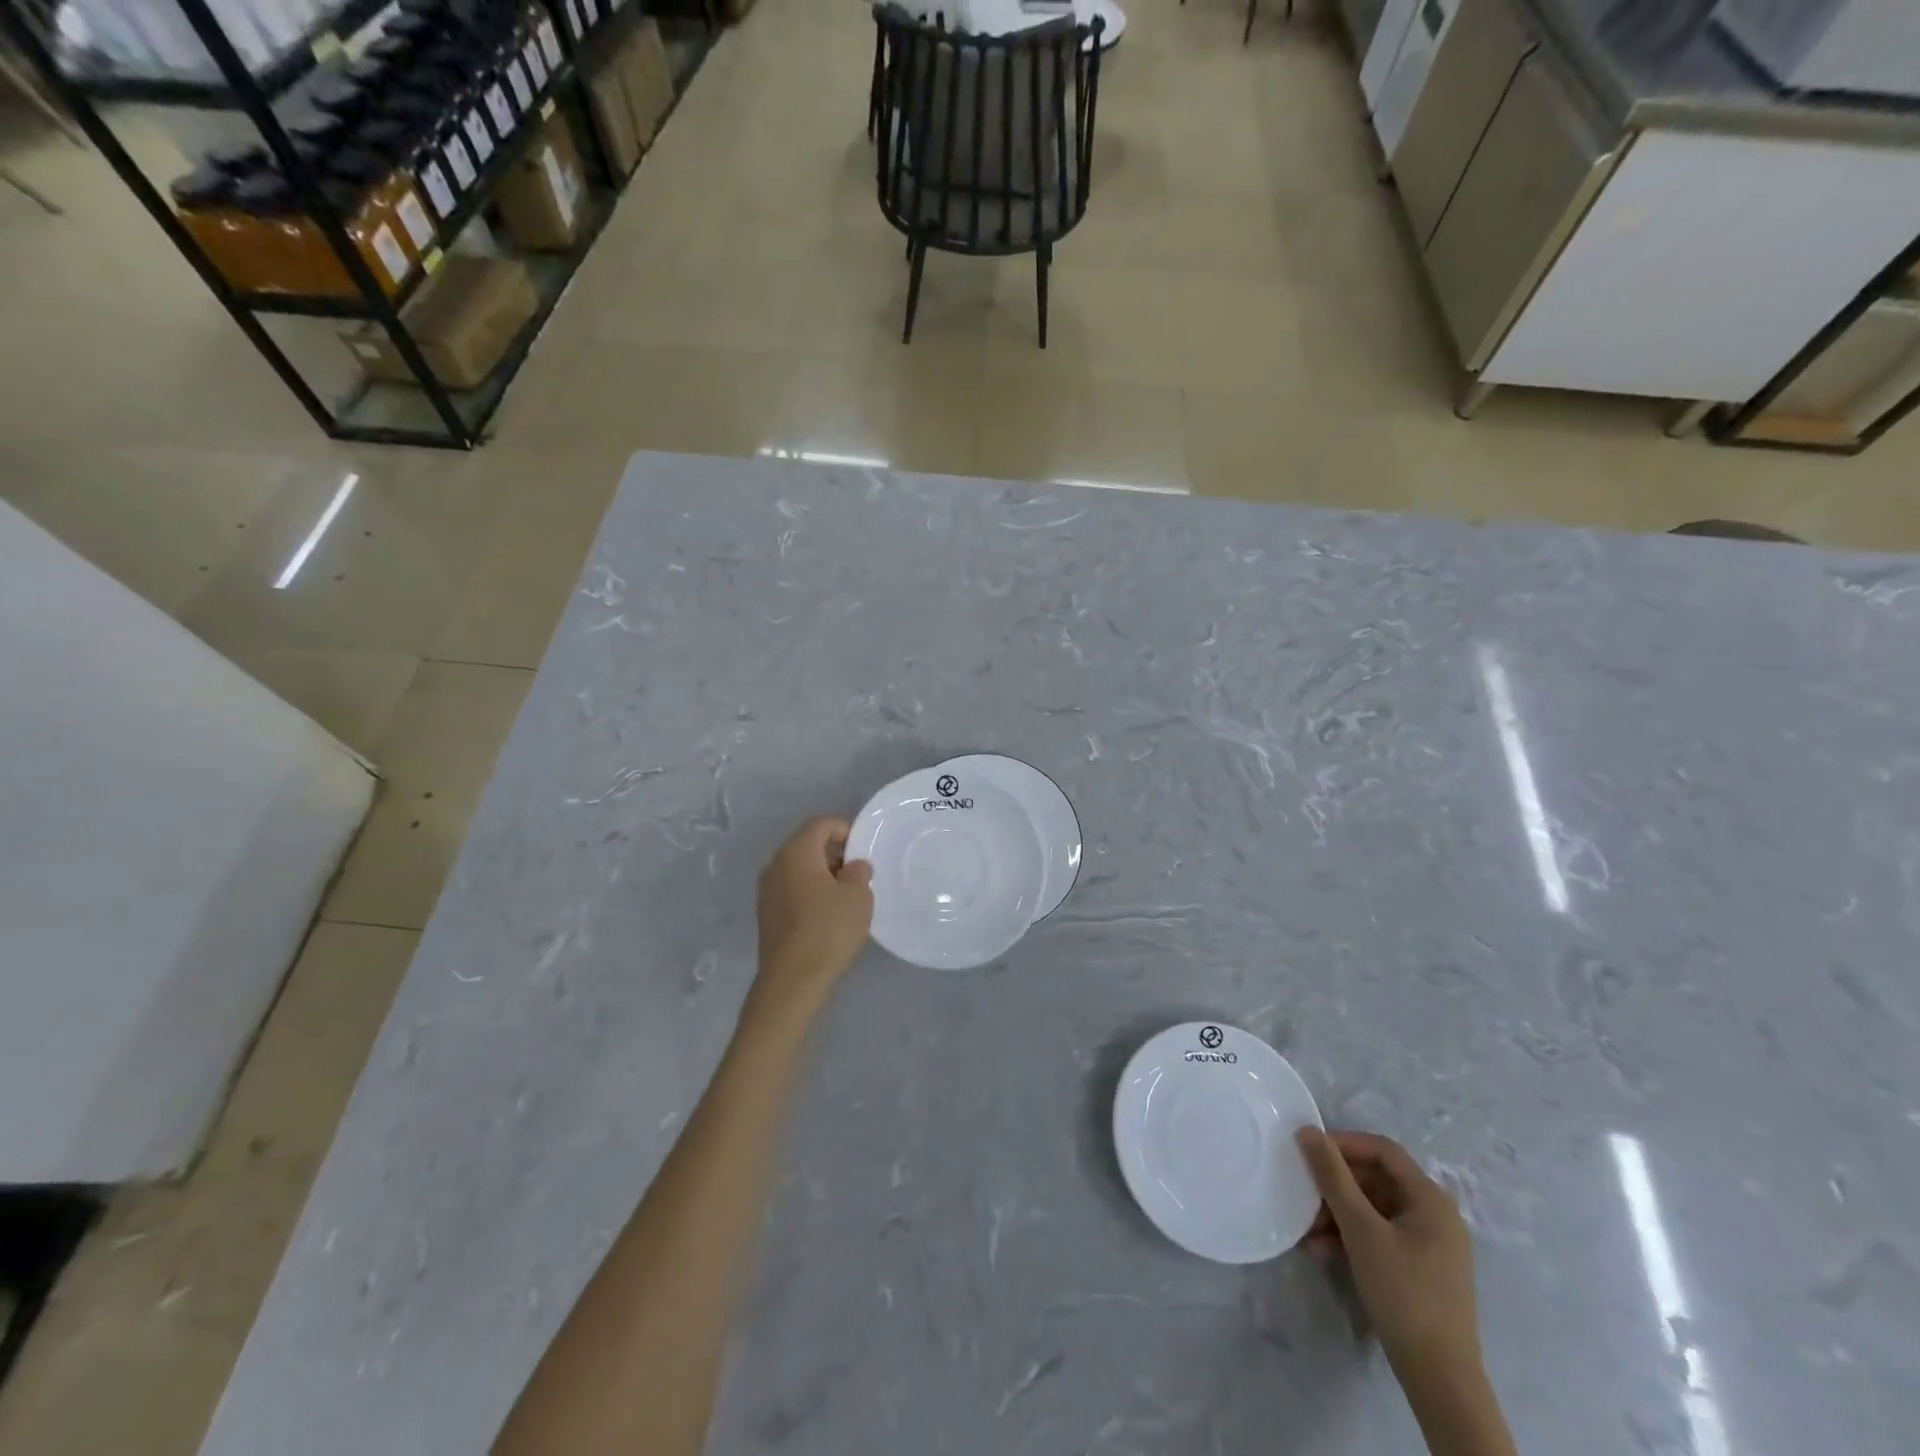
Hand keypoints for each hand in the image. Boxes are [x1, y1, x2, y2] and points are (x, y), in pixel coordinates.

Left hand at [751, 817, 873, 1020]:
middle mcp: (776, 864)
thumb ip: (859, 872)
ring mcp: (767, 890)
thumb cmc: (829, 930)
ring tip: (845, 895)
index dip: (845, 830)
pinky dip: (810, 891)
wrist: (792, 980)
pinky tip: (827, 914)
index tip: (864, 850)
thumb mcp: (858, 896)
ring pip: (799, 868)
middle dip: (834, 852)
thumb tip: (853, 866)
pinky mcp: (766, 913)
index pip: (821, 824)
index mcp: (796, 852)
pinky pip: (792, 889)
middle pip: (808, 844)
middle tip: (858, 873)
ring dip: (822, 874)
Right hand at [1296, 1128, 1481, 1380]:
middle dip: (1337, 1186)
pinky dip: (1353, 1237)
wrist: (1440, 1378)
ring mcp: (1431, 1245)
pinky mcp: (1423, 1270)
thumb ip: (1332, 1176)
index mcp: (1431, 1199)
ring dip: (1339, 1214)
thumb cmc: (1402, 1292)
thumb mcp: (1360, 1229)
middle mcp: (1436, 1216)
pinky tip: (1324, 1252)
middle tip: (1303, 1194)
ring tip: (1307, 1230)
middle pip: (1378, 1181)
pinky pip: (1382, 1236)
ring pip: (1376, 1211)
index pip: (1382, 1150)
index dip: (1344, 1144)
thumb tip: (1307, 1131)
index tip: (1308, 1152)